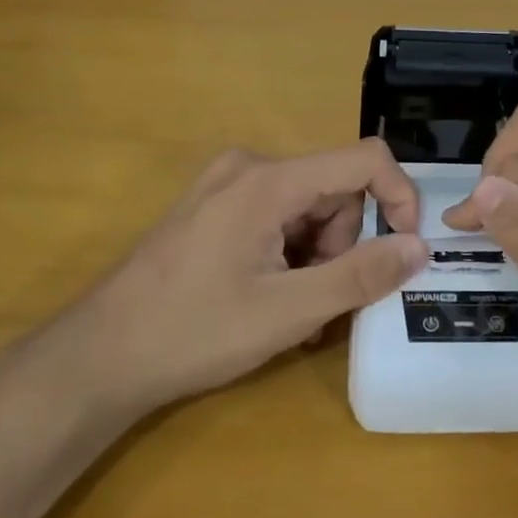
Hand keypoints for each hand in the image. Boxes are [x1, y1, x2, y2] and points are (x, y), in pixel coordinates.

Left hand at [77, 140, 427, 420]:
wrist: (98, 357)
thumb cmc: (194, 331)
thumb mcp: (288, 311)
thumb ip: (360, 275)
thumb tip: (419, 248)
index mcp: (269, 180)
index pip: (364, 160)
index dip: (399, 198)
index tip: (405, 250)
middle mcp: (248, 167)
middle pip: (334, 189)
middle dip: (344, 243)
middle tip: (324, 301)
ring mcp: (225, 185)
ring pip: (307, 206)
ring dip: (318, 255)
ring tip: (294, 310)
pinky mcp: (211, 207)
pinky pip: (276, 216)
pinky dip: (290, 253)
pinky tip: (271, 297)